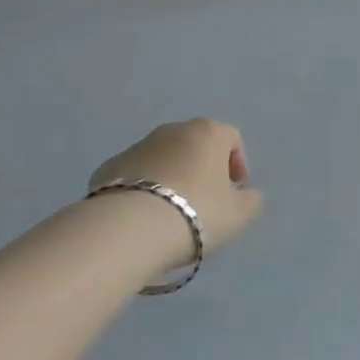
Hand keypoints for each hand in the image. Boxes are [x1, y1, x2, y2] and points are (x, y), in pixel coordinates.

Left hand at [90, 119, 263, 257]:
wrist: (129, 228)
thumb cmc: (196, 213)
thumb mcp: (238, 214)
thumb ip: (251, 201)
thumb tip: (247, 194)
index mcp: (207, 133)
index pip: (231, 137)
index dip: (238, 163)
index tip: (236, 190)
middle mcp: (172, 130)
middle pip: (195, 145)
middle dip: (203, 169)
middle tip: (205, 202)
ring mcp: (137, 146)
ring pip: (163, 158)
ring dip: (172, 178)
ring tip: (171, 213)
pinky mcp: (109, 167)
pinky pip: (135, 175)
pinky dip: (143, 189)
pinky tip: (143, 217)